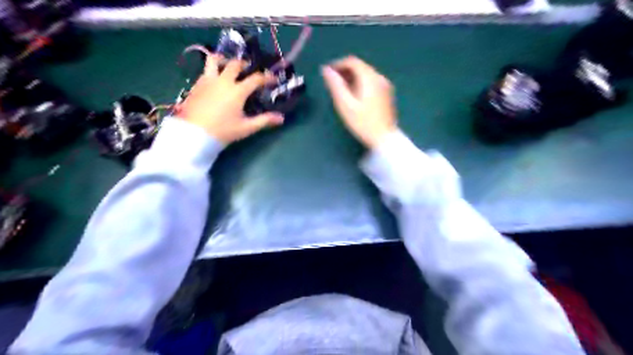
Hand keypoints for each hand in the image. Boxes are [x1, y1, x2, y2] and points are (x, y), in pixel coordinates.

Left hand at [180, 56, 285, 143]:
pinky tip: (215, 80)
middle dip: (245, 65)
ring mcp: (208, 81)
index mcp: (237, 91)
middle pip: (235, 64)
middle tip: (249, 69)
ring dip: (223, 60)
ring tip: (227, 65)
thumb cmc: (223, 131)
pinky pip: (205, 71)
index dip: (266, 77)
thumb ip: (264, 121)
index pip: (256, 79)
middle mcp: (223, 81)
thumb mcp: (246, 128)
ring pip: (214, 60)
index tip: (273, 79)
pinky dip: (213, 70)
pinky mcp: (196, 85)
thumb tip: (281, 118)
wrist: (194, 134)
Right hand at [322, 54, 393, 147]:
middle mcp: (379, 77)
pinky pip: (371, 82)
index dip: (338, 64)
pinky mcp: (387, 94)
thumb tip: (326, 70)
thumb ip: (335, 85)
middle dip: (345, 72)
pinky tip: (354, 97)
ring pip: (366, 74)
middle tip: (332, 84)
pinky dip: (360, 84)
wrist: (384, 138)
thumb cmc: (363, 123)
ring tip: (341, 91)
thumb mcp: (345, 105)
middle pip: (360, 67)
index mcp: (370, 78)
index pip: (352, 61)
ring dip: (352, 78)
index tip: (327, 74)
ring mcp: (385, 86)